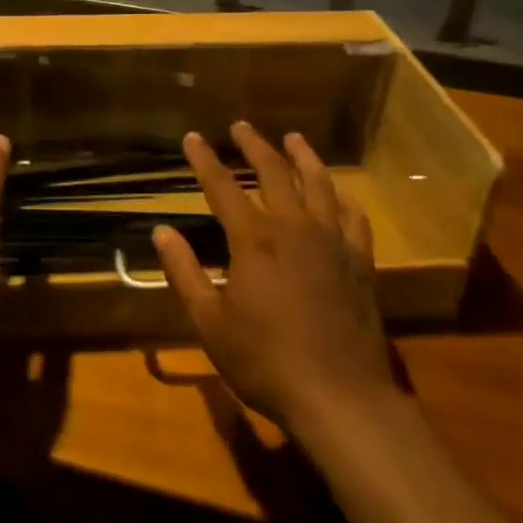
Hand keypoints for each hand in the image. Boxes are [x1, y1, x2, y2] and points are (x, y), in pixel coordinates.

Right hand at [154, 122, 397, 434]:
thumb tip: (162, 230)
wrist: (340, 396)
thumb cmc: (265, 362)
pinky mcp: (360, 261)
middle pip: (273, 173)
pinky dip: (343, 199)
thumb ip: (185, 272)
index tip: (192, 137)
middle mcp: (294, 228)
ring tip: (292, 138)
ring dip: (303, 157)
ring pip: (318, 184)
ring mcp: (332, 242)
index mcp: (254, 240)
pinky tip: (339, 193)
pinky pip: (353, 218)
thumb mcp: (210, 322)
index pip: (222, 186)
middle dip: (254, 146)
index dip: (204, 160)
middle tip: (241, 126)